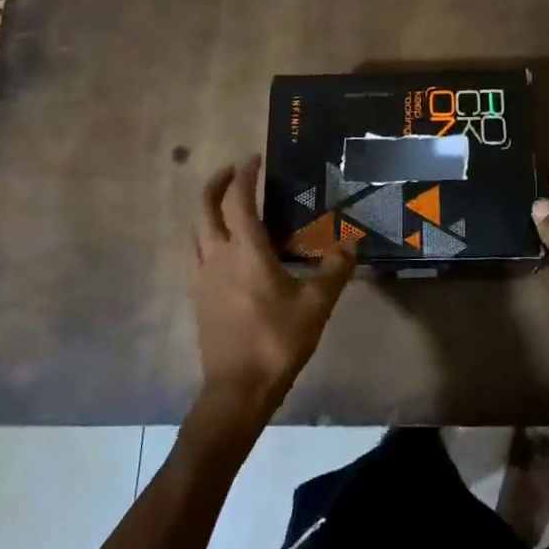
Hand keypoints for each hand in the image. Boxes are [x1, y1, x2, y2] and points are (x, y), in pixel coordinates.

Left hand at [189, 156, 355, 425]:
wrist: (237, 389)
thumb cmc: (277, 341)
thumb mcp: (316, 305)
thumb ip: (334, 270)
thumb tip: (352, 243)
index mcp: (245, 251)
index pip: (239, 200)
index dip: (245, 176)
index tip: (255, 159)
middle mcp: (217, 256)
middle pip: (205, 209)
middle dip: (217, 185)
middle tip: (234, 173)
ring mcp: (203, 278)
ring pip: (196, 232)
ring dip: (207, 211)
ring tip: (227, 208)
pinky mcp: (198, 299)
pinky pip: (196, 256)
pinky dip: (206, 239)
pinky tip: (224, 252)